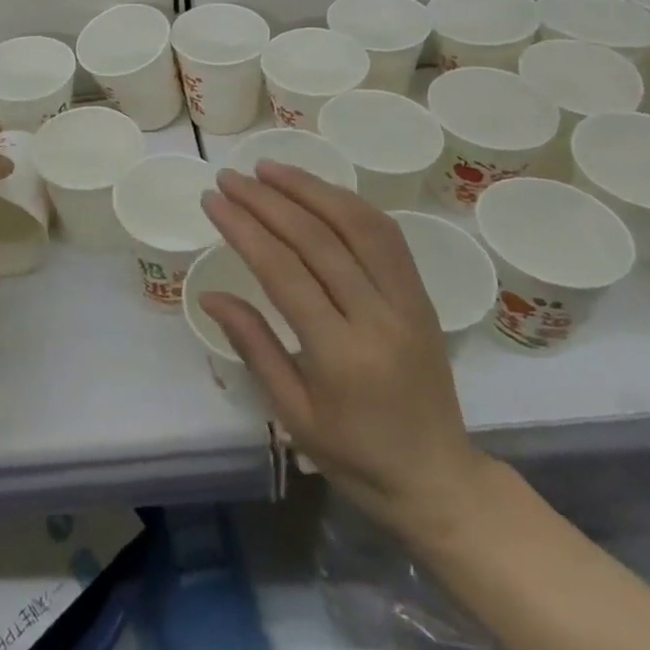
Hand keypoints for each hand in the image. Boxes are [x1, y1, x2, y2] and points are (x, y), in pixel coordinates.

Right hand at [198, 161, 493, 536]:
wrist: (440, 481)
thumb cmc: (356, 456)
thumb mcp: (293, 412)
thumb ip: (253, 345)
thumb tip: (209, 294)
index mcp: (341, 356)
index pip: (284, 272)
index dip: (244, 228)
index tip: (213, 200)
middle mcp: (379, 318)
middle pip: (318, 238)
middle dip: (268, 200)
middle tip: (230, 177)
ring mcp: (408, 302)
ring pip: (359, 224)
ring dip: (311, 188)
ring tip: (269, 168)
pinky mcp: (423, 295)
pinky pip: (386, 235)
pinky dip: (348, 204)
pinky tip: (318, 191)